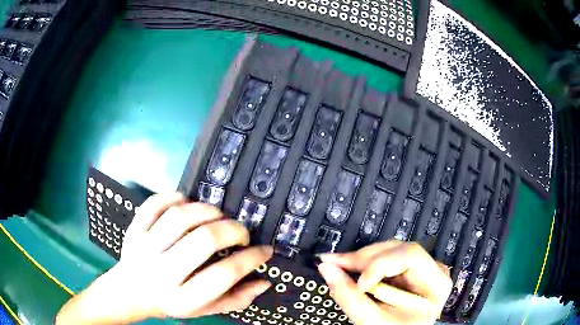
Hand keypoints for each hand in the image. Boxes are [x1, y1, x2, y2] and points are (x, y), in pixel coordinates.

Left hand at [56, 192, 272, 323]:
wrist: (131, 292)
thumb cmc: (171, 303)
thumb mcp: (203, 310)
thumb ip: (235, 300)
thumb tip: (263, 282)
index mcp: (183, 298)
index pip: (224, 275)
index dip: (251, 259)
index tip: (264, 250)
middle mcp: (163, 273)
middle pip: (203, 241)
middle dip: (231, 230)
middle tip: (241, 232)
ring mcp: (145, 248)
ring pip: (179, 217)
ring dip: (206, 210)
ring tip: (217, 216)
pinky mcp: (134, 230)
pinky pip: (153, 205)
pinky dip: (173, 197)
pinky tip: (186, 202)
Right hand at [318, 241, 451, 324]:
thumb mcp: (374, 321)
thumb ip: (350, 297)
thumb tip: (327, 268)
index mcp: (436, 283)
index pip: (409, 256)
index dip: (379, 265)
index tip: (358, 283)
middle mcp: (433, 269)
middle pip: (398, 249)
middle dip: (364, 258)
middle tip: (334, 263)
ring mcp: (422, 269)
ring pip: (389, 251)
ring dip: (361, 259)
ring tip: (338, 265)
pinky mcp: (408, 272)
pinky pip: (385, 259)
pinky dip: (365, 265)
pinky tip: (350, 268)